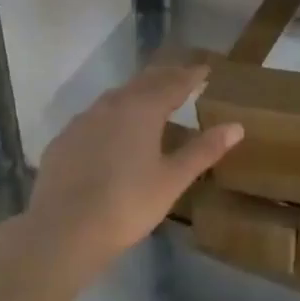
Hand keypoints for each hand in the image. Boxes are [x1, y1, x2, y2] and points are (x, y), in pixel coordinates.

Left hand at [26, 65, 243, 272]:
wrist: (62, 230)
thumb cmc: (127, 204)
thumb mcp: (172, 180)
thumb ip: (203, 151)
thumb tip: (237, 127)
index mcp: (143, 109)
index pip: (174, 83)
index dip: (191, 75)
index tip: (205, 69)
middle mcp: (113, 104)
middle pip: (144, 82)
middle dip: (165, 77)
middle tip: (182, 77)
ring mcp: (84, 119)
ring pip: (116, 96)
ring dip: (137, 92)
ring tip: (150, 97)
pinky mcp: (64, 139)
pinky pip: (94, 115)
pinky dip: (111, 113)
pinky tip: (112, 129)